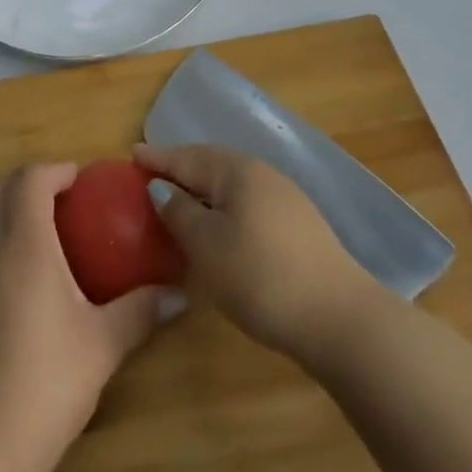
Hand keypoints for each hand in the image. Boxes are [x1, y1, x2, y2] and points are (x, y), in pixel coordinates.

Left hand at [0, 163, 168, 469]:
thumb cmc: (44, 382)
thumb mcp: (102, 345)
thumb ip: (140, 311)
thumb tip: (179, 295)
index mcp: (23, 241)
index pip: (31, 178)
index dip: (56, 170)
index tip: (82, 180)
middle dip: (29, 180)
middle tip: (64, 197)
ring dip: (8, 205)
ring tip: (44, 230)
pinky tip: (20, 275)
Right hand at [134, 143, 377, 358]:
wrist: (338, 318)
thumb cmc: (260, 276)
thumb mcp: (207, 245)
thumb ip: (179, 212)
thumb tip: (162, 188)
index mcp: (237, 171)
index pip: (187, 157)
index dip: (158, 158)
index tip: (132, 154)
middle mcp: (262, 174)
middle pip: (211, 164)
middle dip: (181, 168)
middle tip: (152, 174)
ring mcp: (285, 199)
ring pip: (232, 185)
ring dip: (203, 189)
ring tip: (180, 200)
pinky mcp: (298, 226)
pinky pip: (248, 203)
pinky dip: (224, 207)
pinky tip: (219, 227)